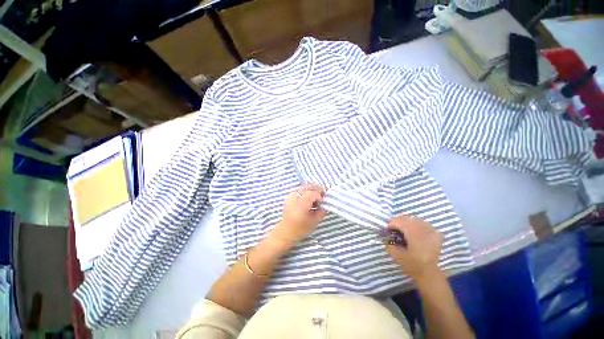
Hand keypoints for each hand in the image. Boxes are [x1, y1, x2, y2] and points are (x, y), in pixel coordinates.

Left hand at [271, 183, 325, 243]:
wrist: (285, 231)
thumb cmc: (300, 229)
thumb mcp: (314, 222)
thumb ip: (321, 212)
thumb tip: (324, 205)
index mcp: (301, 204)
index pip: (313, 193)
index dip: (320, 196)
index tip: (323, 202)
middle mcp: (295, 197)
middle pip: (308, 186)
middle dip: (317, 189)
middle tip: (322, 195)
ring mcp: (291, 196)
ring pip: (303, 186)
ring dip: (311, 189)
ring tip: (315, 198)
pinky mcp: (289, 196)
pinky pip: (299, 189)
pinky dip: (305, 191)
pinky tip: (308, 198)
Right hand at [385, 214, 442, 280]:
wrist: (431, 274)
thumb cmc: (414, 266)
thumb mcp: (398, 257)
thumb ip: (390, 245)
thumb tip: (385, 236)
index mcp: (414, 235)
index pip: (400, 222)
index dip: (391, 223)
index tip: (387, 229)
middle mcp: (423, 231)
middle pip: (408, 218)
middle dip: (398, 221)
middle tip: (393, 227)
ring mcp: (432, 232)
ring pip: (416, 219)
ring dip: (407, 221)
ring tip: (402, 228)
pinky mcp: (436, 234)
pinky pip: (424, 223)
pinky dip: (417, 224)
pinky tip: (414, 230)